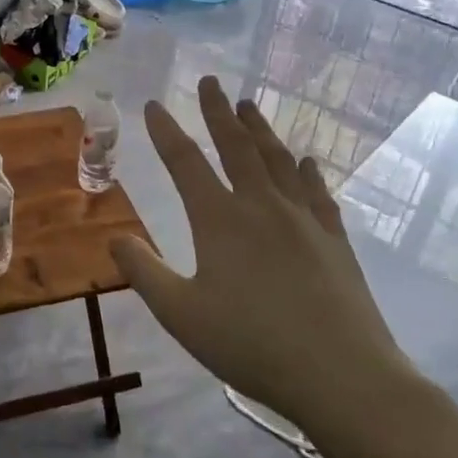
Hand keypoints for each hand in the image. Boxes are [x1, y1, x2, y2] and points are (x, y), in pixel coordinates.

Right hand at [109, 76, 419, 445]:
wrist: (342, 376)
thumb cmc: (251, 345)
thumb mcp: (180, 314)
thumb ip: (144, 272)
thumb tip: (115, 237)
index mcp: (220, 220)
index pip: (185, 162)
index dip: (166, 131)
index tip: (154, 105)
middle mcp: (262, 206)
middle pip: (236, 147)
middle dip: (218, 112)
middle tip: (210, 81)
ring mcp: (304, 220)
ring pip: (277, 161)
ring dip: (260, 130)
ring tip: (248, 105)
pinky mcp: (335, 240)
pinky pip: (317, 192)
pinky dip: (306, 171)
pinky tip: (305, 160)